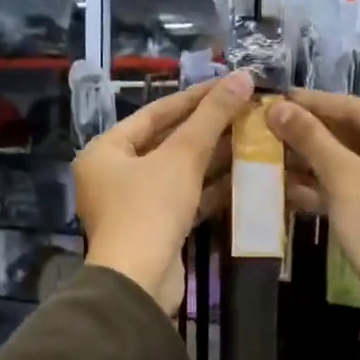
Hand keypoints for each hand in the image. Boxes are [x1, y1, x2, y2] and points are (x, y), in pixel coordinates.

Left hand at [76, 71, 252, 308]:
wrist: (139, 282)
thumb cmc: (150, 209)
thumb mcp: (182, 157)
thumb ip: (211, 117)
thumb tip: (243, 77)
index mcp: (106, 150)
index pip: (155, 113)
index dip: (195, 97)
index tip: (230, 84)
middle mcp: (114, 174)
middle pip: (167, 142)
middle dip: (208, 128)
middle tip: (247, 110)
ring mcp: (134, 205)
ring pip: (178, 172)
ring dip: (214, 158)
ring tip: (253, 137)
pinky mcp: (154, 229)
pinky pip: (184, 198)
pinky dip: (210, 188)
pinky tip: (245, 175)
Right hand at [267, 88, 359, 319]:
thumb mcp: (345, 178)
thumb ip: (311, 139)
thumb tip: (275, 107)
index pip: (359, 109)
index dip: (313, 104)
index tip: (276, 97)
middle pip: (357, 135)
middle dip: (312, 136)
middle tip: (269, 126)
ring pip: (355, 164)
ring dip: (315, 163)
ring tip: (271, 154)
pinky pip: (359, 188)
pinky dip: (329, 188)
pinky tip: (288, 187)